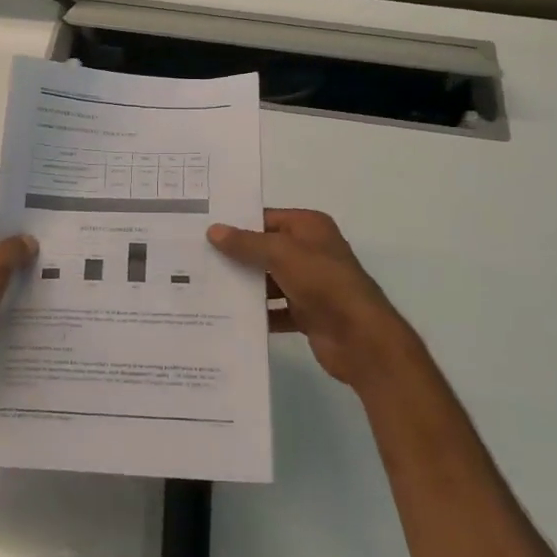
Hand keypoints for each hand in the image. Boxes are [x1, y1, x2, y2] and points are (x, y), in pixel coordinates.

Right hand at [209, 209, 423, 393]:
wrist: (360, 338)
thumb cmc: (323, 282)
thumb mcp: (282, 253)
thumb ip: (247, 243)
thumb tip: (213, 230)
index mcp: (309, 227)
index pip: (266, 218)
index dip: (237, 223)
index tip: (201, 229)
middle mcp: (310, 251)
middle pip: (265, 249)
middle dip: (235, 256)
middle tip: (195, 258)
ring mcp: (308, 284)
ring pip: (267, 281)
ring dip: (243, 286)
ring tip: (203, 287)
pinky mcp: (306, 313)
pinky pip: (274, 309)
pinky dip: (256, 313)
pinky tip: (227, 316)